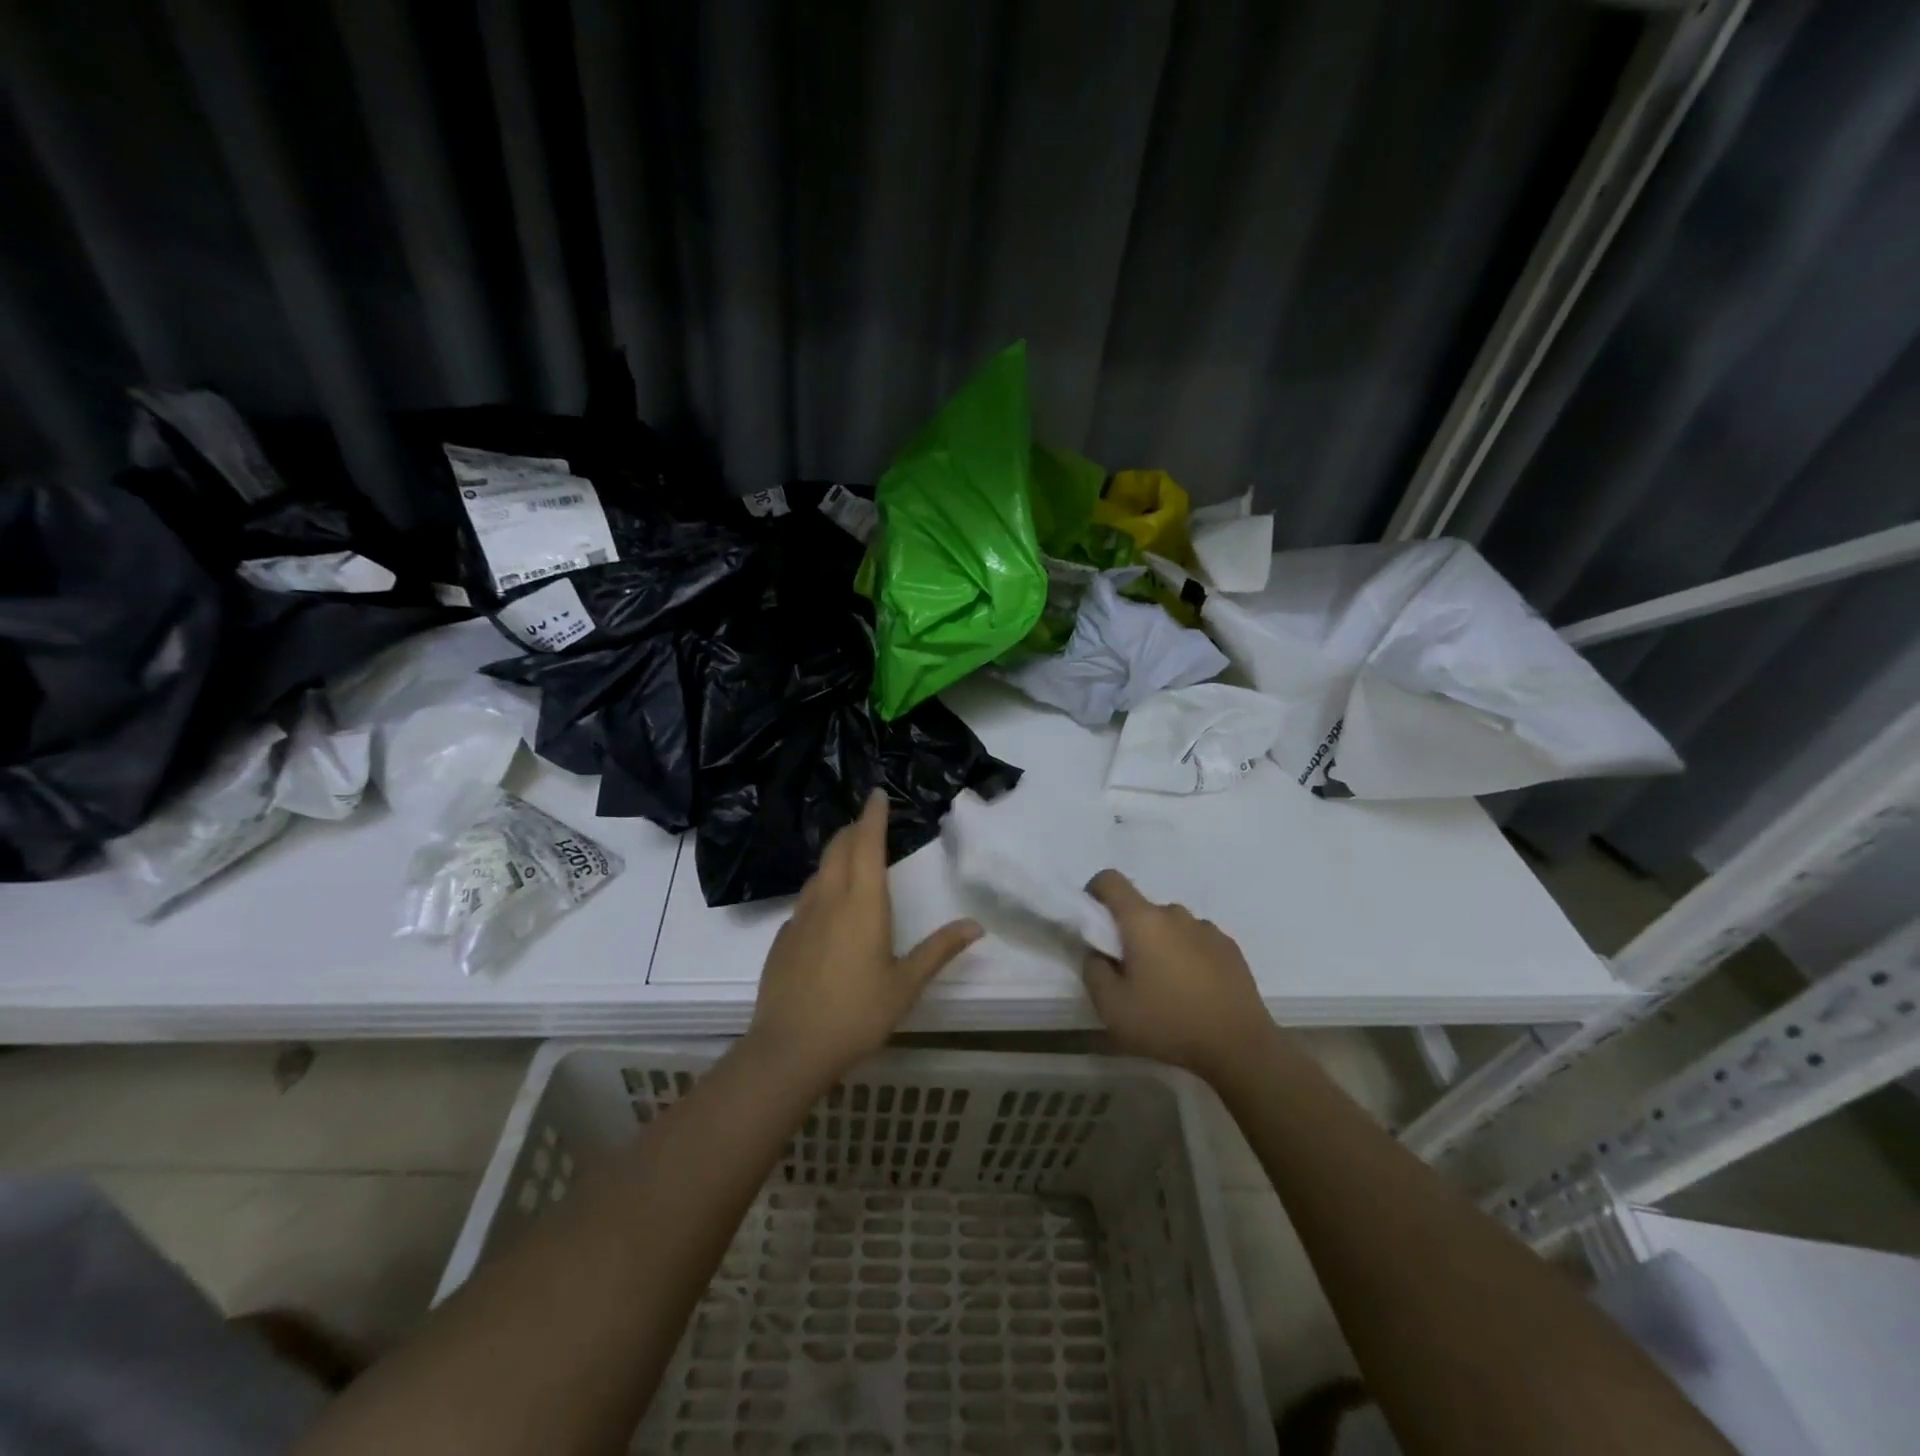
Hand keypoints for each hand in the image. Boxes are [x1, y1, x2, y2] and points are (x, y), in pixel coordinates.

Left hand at [747, 790, 981, 1088]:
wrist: (790, 1048)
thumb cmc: (857, 1014)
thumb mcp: (906, 984)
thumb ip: (939, 950)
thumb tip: (976, 925)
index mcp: (863, 903)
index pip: (867, 843)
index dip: (873, 816)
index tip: (876, 794)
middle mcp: (829, 899)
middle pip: (839, 849)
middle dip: (853, 829)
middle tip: (867, 822)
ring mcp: (800, 917)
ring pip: (819, 872)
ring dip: (836, 856)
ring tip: (849, 858)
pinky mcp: (783, 938)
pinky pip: (805, 899)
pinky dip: (820, 888)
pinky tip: (826, 910)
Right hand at [1080, 869, 1275, 1082]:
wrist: (1239, 1047)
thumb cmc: (1168, 1023)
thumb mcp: (1111, 1007)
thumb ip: (1093, 970)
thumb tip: (1097, 952)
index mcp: (1143, 920)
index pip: (1110, 880)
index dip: (1095, 893)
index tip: (1095, 924)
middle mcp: (1175, 914)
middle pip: (1141, 908)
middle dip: (1129, 932)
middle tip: (1130, 972)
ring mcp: (1207, 928)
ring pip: (1170, 925)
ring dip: (1160, 944)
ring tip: (1166, 986)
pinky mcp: (1230, 947)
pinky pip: (1196, 940)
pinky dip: (1187, 955)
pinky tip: (1195, 990)